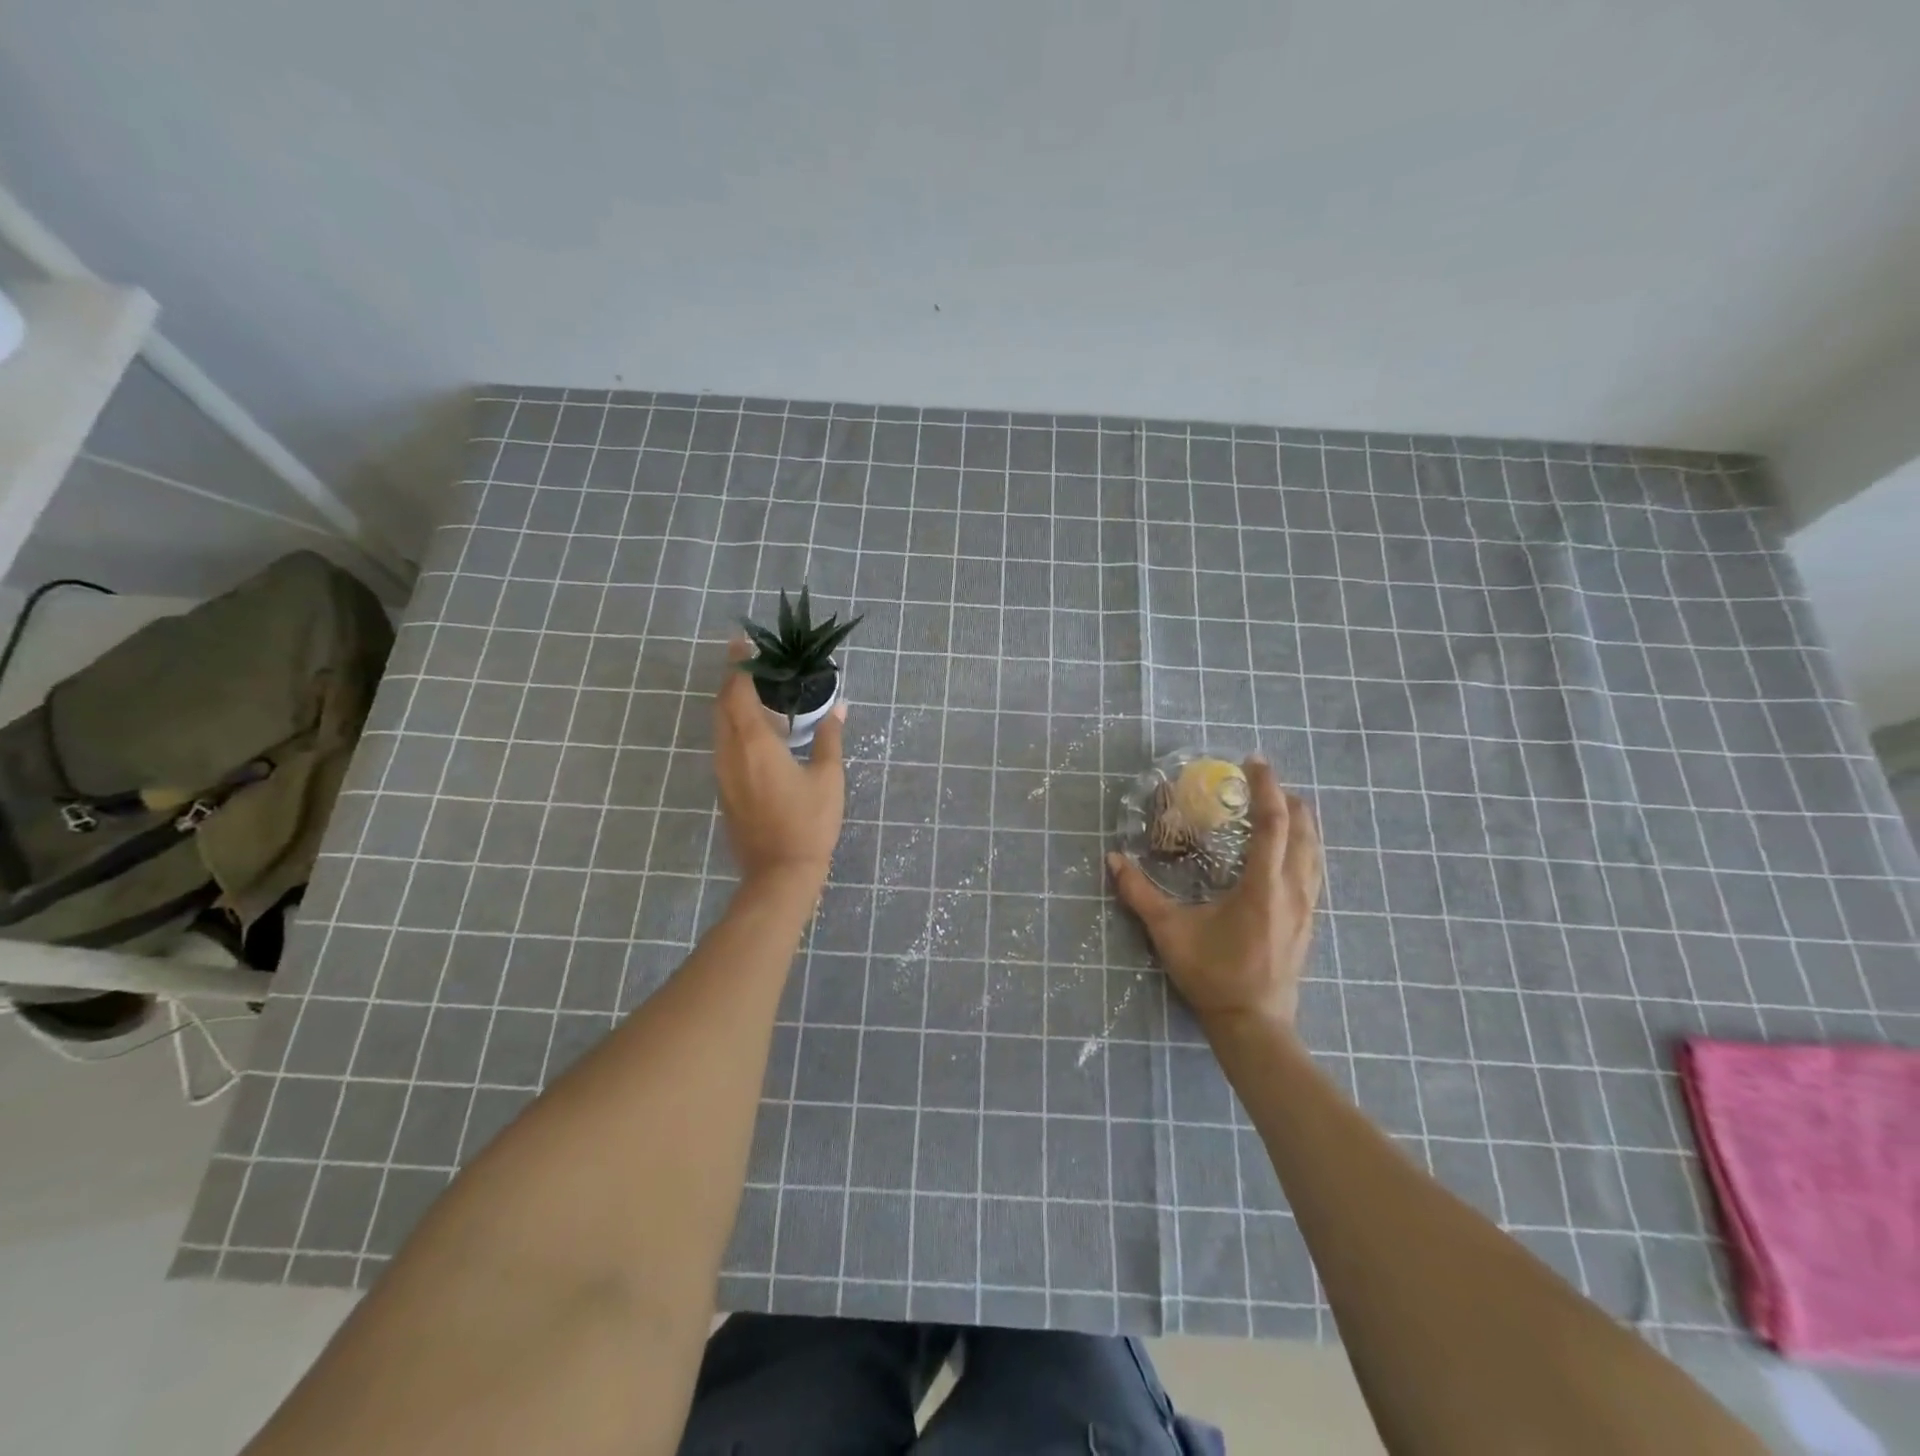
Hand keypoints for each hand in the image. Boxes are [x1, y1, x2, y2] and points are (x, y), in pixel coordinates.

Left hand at [713, 637, 846, 887]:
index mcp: (755, 743)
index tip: (742, 642)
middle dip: (733, 679)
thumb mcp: (828, 777)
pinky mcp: (724, 789)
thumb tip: (839, 706)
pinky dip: (734, 726)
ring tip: (756, 691)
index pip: (738, 692)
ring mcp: (723, 772)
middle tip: (751, 662)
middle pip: (722, 705)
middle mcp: (731, 752)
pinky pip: (724, 745)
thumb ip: (830, 737)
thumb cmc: (809, 822)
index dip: (738, 664)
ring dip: (732, 703)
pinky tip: (756, 730)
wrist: (780, 873)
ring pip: (720, 726)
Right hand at [1107, 758, 1323, 1030]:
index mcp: (1262, 886)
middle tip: (1261, 782)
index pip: (1273, 823)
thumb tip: (1113, 859)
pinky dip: (1304, 845)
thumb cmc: (1212, 974)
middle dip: (1287, 798)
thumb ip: (1139, 893)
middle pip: (1304, 829)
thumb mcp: (1169, 932)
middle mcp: (1292, 890)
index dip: (1265, 788)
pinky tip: (1287, 849)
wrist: (1254, 1023)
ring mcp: (1307, 906)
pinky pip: (1314, 869)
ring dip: (1300, 821)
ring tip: (1278, 805)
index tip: (1253, 762)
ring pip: (1315, 850)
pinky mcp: (1309, 920)